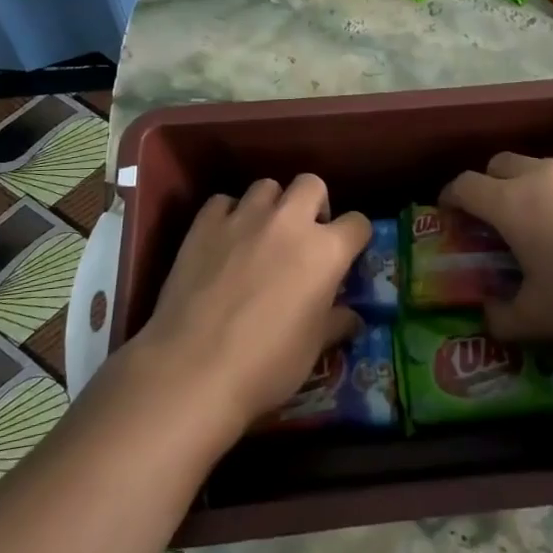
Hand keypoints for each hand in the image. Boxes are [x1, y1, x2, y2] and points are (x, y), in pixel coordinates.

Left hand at [133, 176, 369, 437]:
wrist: (193, 368)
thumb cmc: (267, 363)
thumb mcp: (314, 348)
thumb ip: (336, 323)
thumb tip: (352, 318)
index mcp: (326, 251)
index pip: (358, 223)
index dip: (355, 238)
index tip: (347, 255)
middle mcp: (289, 222)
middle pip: (311, 184)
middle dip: (313, 203)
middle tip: (304, 235)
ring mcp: (244, 218)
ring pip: (266, 186)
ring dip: (270, 205)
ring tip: (261, 235)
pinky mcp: (204, 224)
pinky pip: (222, 202)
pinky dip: (227, 215)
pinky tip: (222, 240)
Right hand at [440, 153, 552, 349]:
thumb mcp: (542, 319)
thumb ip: (505, 318)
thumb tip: (489, 318)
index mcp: (515, 204)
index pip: (466, 184)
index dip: (451, 195)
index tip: (450, 210)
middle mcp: (549, 174)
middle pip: (504, 163)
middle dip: (493, 184)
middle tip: (502, 217)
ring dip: (544, 189)